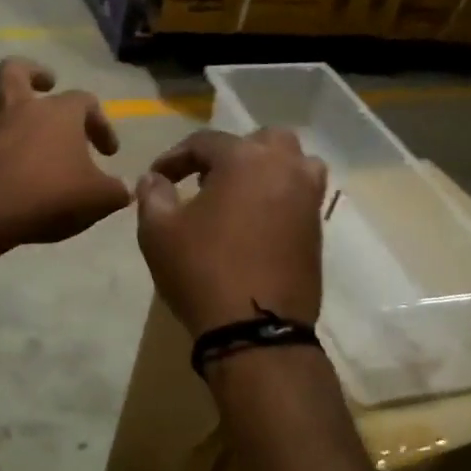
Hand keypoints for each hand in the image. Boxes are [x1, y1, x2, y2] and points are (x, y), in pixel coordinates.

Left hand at [0, 58, 131, 247]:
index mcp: (58, 114)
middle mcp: (18, 107)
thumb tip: (124, 191)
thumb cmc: (51, 198)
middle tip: (43, 85)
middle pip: (16, 69)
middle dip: (32, 73)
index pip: (86, 102)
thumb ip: (115, 192)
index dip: (100, 123)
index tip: (107, 152)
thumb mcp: (99, 200)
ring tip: (1, 115)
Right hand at [135, 128, 326, 336]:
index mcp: (245, 159)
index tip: (157, 177)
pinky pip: (299, 196)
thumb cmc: (202, 271)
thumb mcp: (158, 232)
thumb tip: (154, 178)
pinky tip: (254, 223)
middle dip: (231, 153)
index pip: (205, 142)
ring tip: (237, 196)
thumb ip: (153, 195)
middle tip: (205, 179)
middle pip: (261, 141)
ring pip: (292, 164)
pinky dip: (278, 197)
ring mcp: (308, 199)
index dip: (175, 157)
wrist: (255, 330)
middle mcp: (285, 168)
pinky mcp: (317, 230)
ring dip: (265, 170)